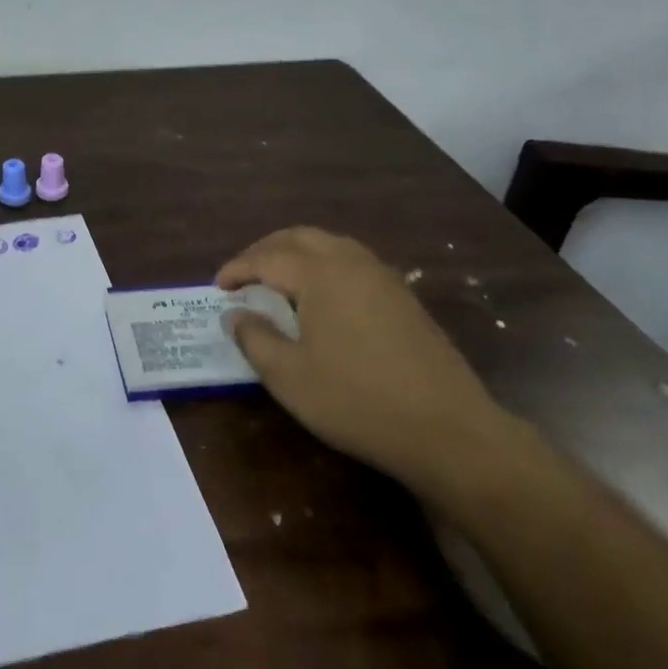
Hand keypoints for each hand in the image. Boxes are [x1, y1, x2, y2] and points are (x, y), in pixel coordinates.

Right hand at [217, 228, 512, 498]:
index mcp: (319, 273)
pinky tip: (322, 297)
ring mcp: (382, 277)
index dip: (237, 269)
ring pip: (329, 244)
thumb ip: (255, 339)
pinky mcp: (403, 297)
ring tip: (278, 280)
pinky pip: (352, 262)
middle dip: (265, 250)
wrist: (450, 431)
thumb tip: (234, 315)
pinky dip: (325, 265)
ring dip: (296, 253)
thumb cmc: (358, 401)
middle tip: (244, 275)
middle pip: (298, 237)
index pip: (266, 258)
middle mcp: (350, 262)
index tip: (217, 287)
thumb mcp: (290, 378)